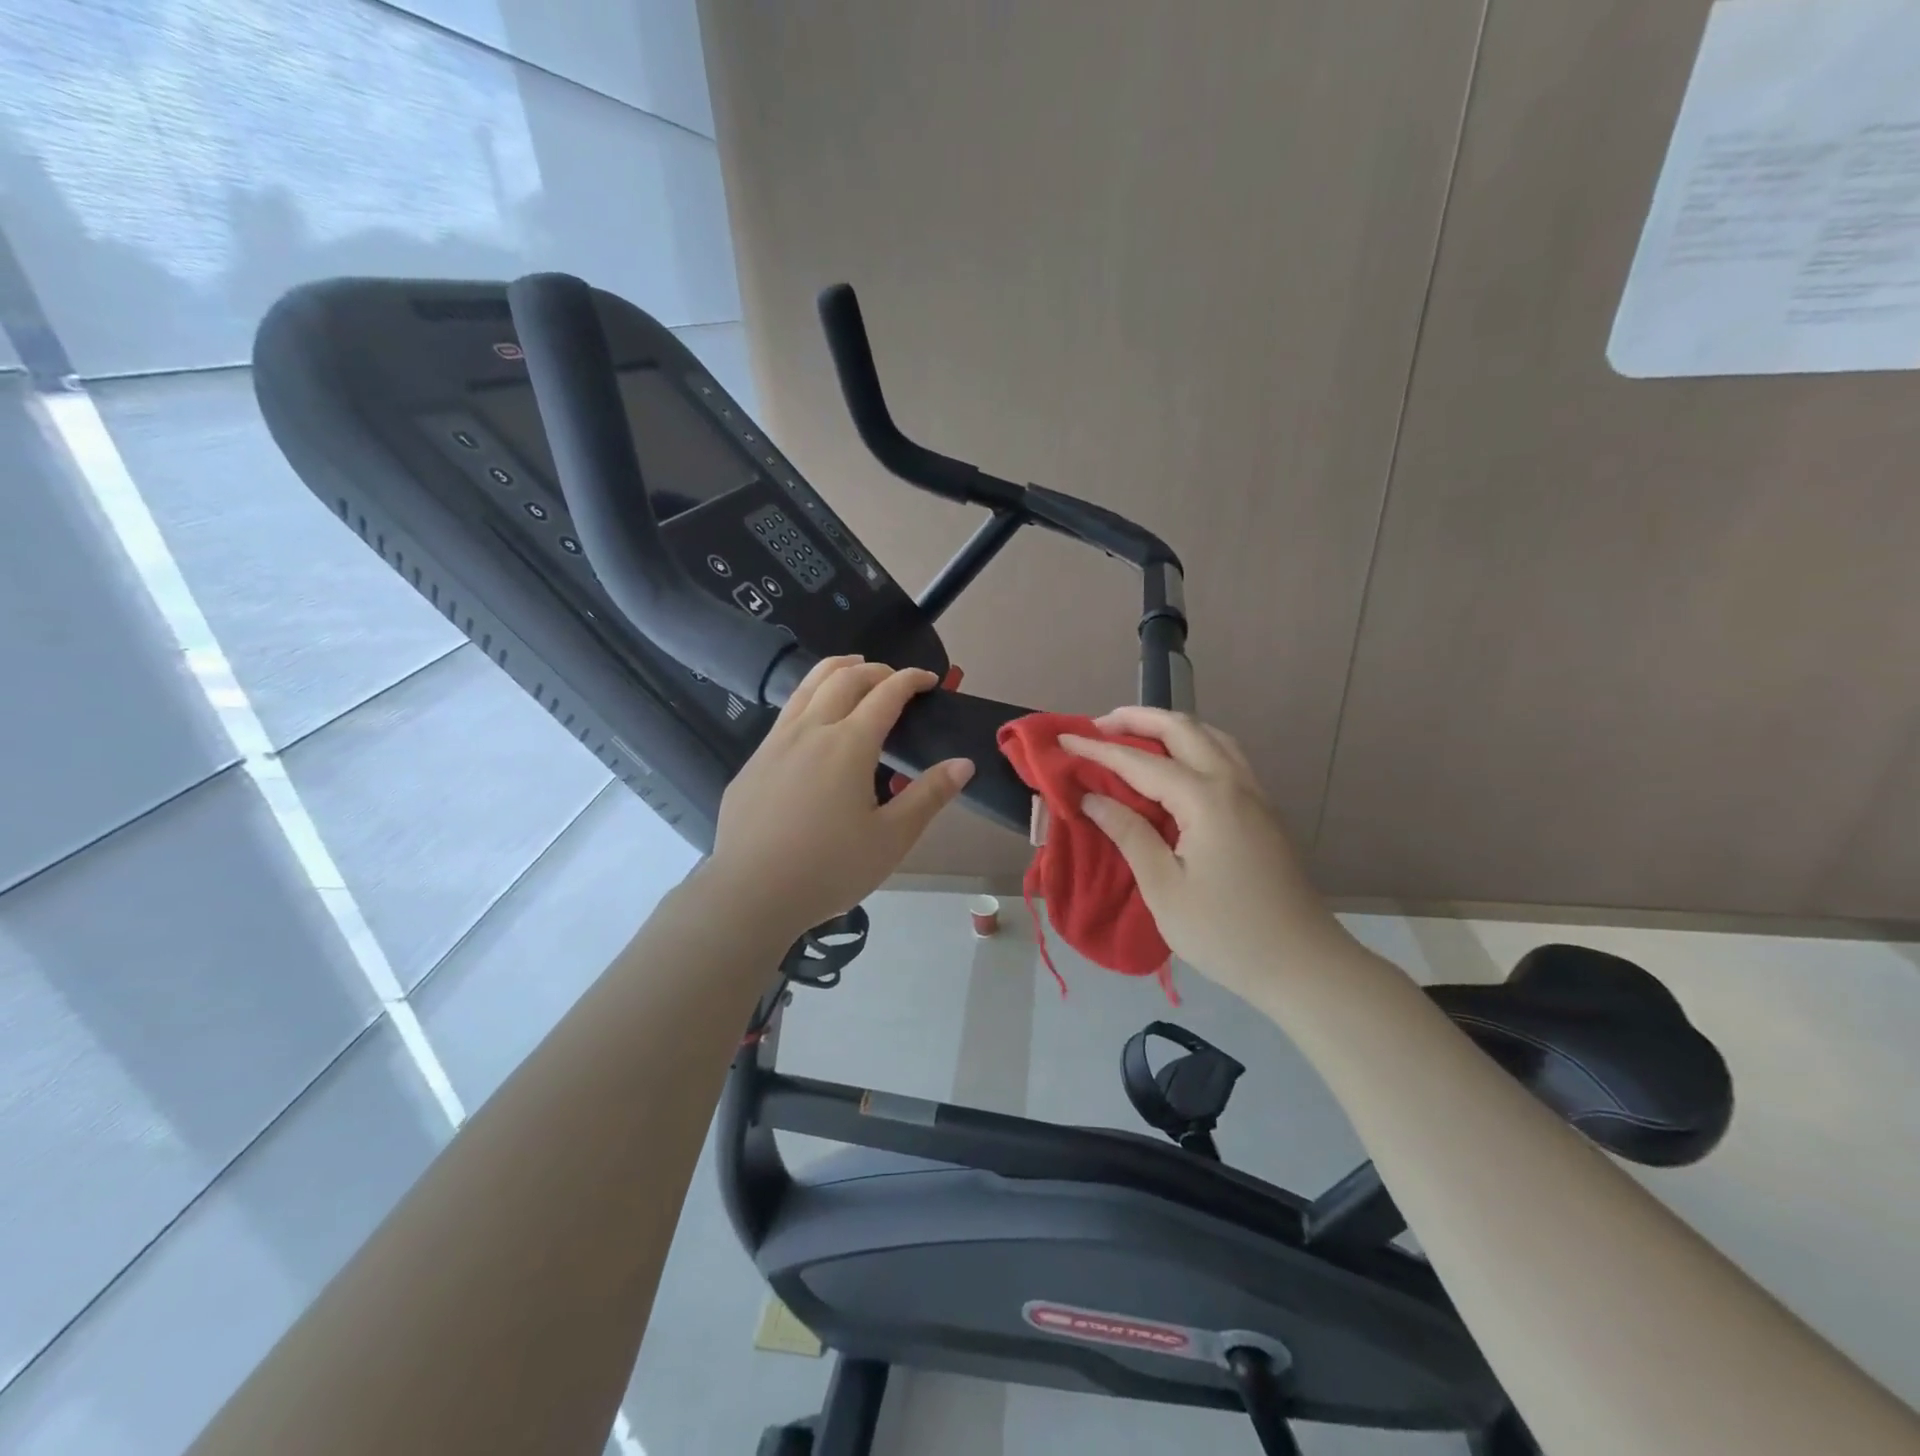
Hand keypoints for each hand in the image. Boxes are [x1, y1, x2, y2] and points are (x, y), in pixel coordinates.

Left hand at [704, 656, 974, 937]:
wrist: (750, 894)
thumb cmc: (829, 869)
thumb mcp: (891, 839)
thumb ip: (928, 796)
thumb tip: (963, 763)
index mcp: (849, 745)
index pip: (886, 694)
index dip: (911, 679)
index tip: (929, 679)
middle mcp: (811, 730)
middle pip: (845, 678)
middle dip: (876, 669)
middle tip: (896, 678)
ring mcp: (775, 743)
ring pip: (807, 685)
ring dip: (837, 670)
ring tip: (854, 669)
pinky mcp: (753, 762)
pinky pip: (786, 713)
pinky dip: (810, 697)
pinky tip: (815, 721)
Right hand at [1061, 708, 1341, 1003]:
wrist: (1304, 965)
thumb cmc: (1225, 933)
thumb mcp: (1164, 888)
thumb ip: (1129, 834)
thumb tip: (1092, 798)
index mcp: (1206, 800)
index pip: (1140, 762)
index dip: (1098, 749)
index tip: (1063, 738)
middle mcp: (1233, 783)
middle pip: (1183, 730)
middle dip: (1138, 719)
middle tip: (1098, 725)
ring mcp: (1255, 795)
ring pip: (1212, 737)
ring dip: (1170, 727)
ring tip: (1135, 735)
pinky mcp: (1264, 812)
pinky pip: (1226, 757)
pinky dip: (1195, 745)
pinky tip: (1179, 764)